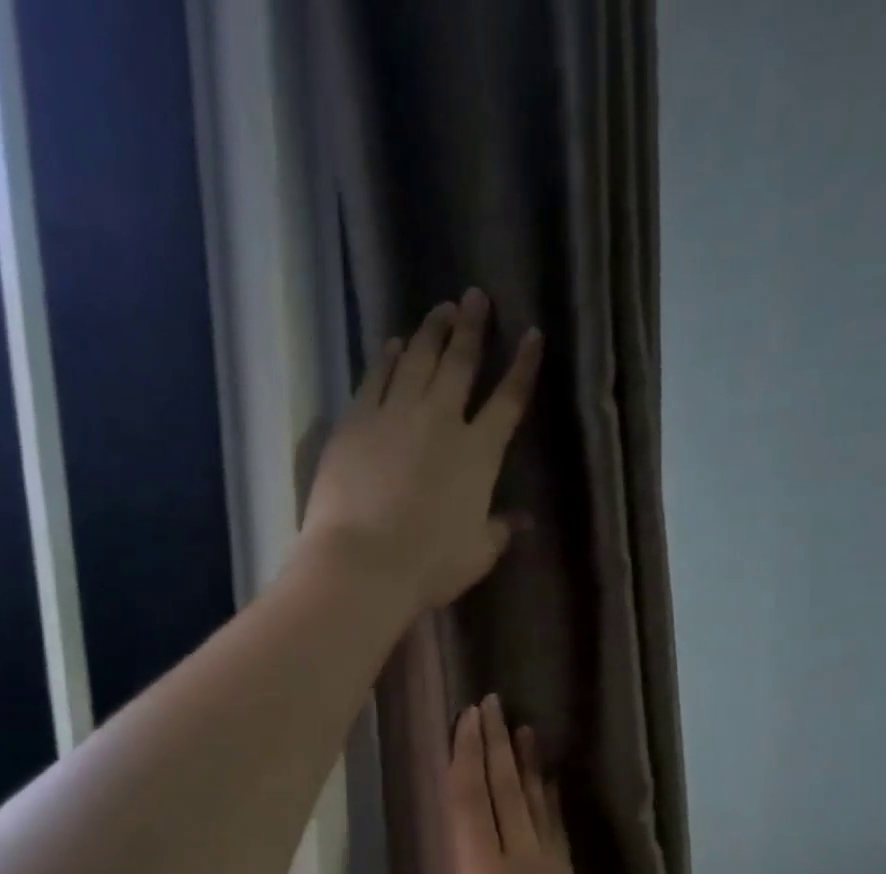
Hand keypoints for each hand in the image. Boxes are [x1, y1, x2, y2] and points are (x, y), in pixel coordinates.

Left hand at [301, 290, 542, 615]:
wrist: (362, 564)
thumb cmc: (429, 565)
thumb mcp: (478, 553)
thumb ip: (501, 530)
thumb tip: (524, 520)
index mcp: (479, 453)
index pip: (508, 400)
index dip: (523, 366)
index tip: (531, 334)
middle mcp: (440, 421)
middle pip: (460, 363)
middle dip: (471, 327)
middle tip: (474, 296)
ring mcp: (394, 416)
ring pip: (417, 360)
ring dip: (431, 332)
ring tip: (439, 309)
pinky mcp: (355, 422)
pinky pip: (375, 378)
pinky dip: (386, 357)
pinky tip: (393, 343)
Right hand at [445, 695, 625, 873]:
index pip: (470, 801)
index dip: (467, 756)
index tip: (467, 719)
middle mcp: (517, 857)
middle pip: (503, 789)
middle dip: (495, 743)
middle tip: (491, 702)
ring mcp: (549, 866)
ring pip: (534, 801)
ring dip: (526, 761)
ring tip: (523, 727)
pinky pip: (555, 826)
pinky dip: (550, 798)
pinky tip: (550, 781)